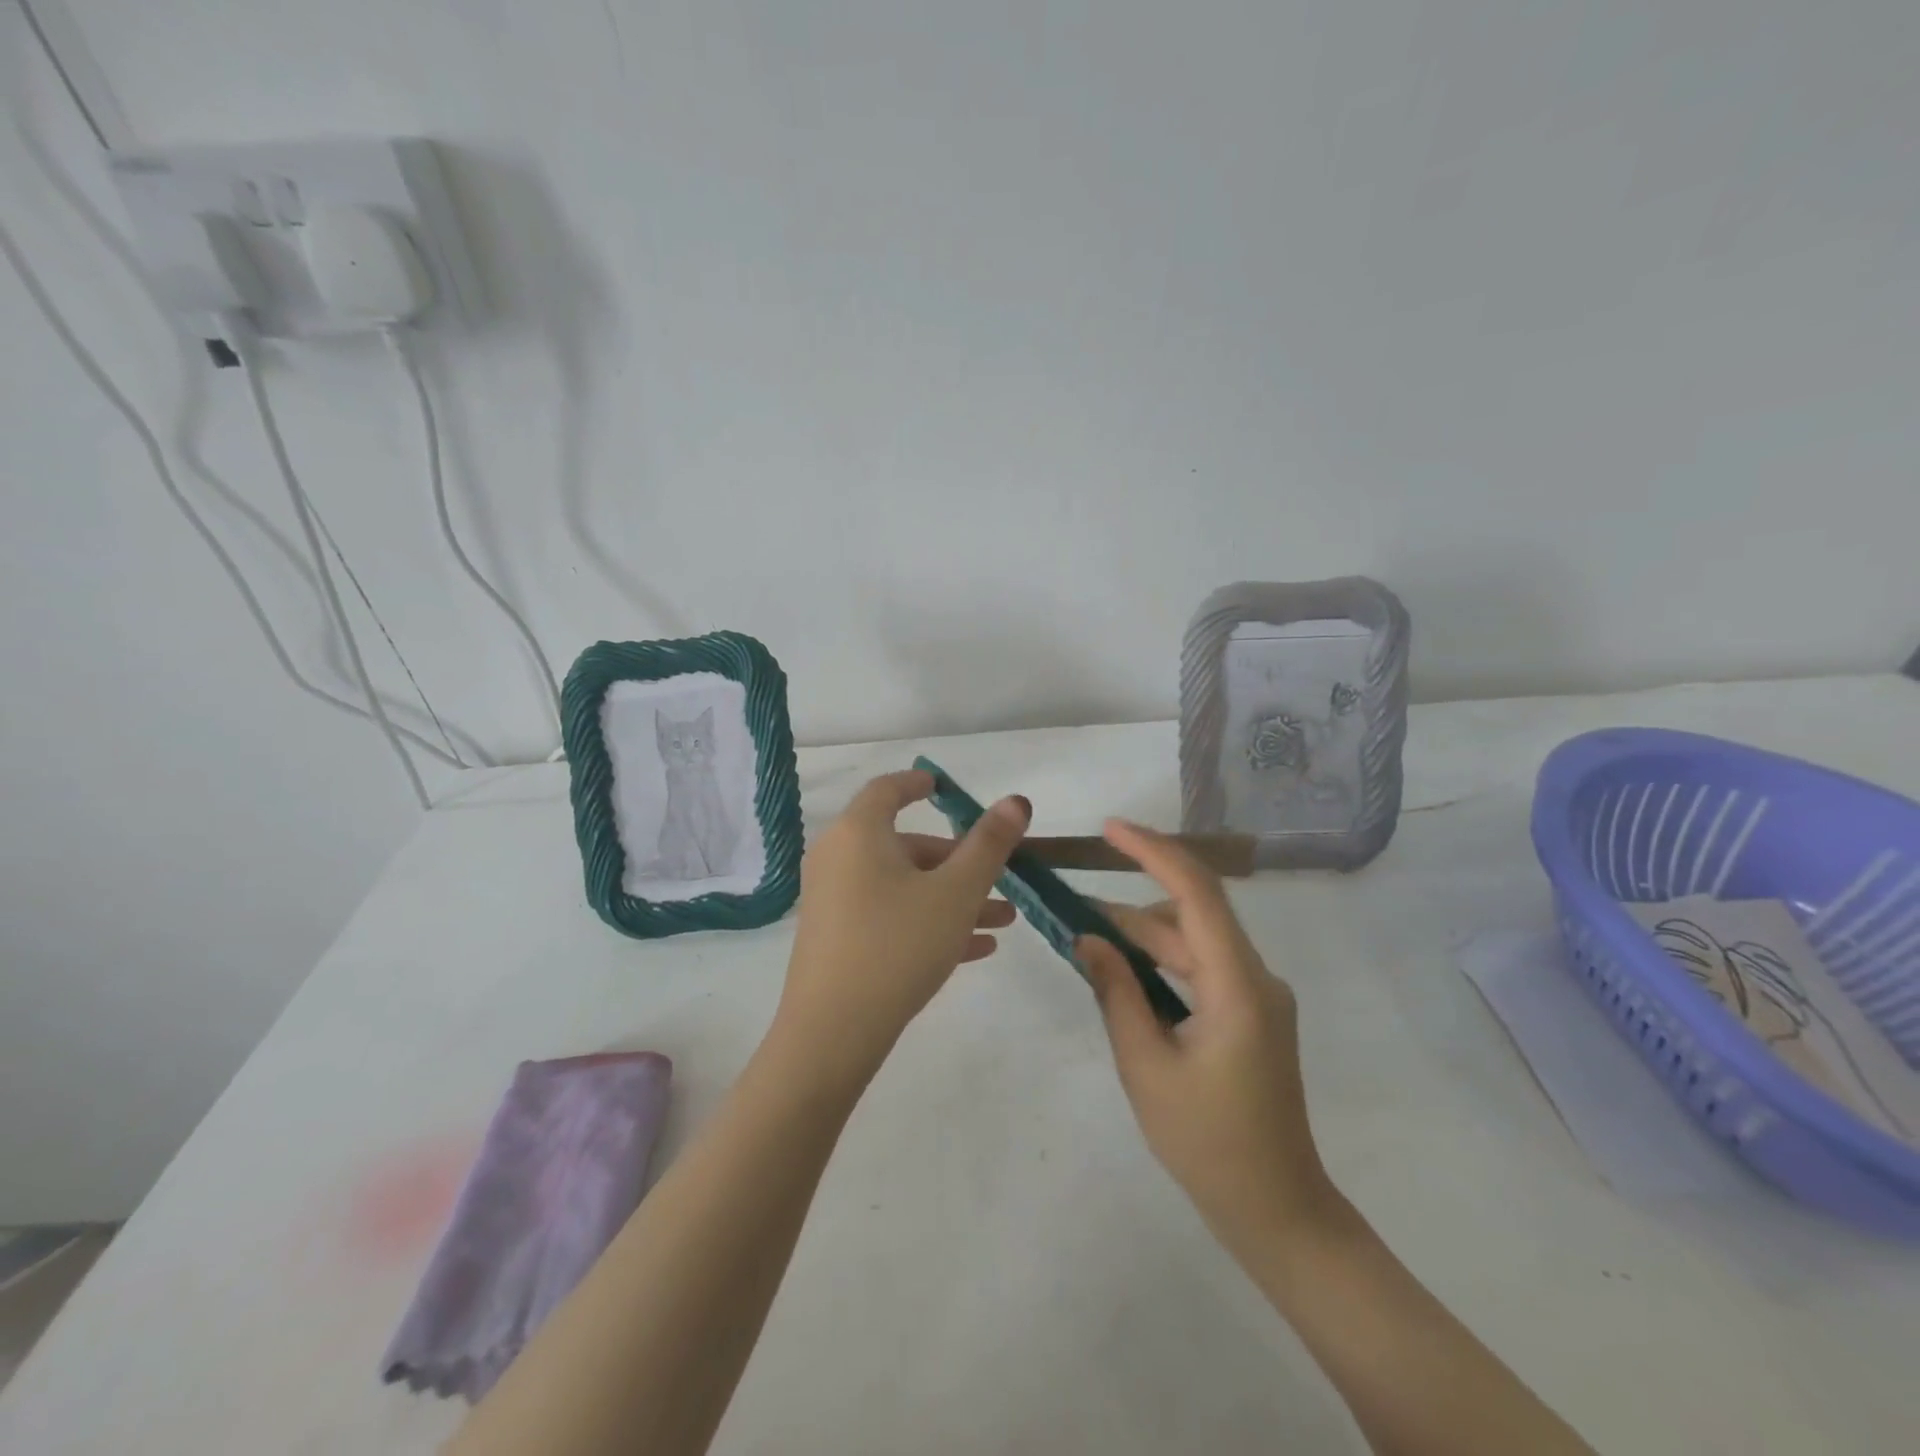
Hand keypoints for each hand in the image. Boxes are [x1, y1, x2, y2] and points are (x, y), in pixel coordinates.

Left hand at [776, 769, 1028, 1078]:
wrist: (833, 1033)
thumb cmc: (899, 944)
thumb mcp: (956, 893)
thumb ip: (989, 845)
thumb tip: (1015, 801)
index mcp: (859, 832)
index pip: (888, 789)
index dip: (918, 783)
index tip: (942, 787)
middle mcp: (838, 858)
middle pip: (904, 845)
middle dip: (958, 860)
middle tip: (1000, 878)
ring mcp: (833, 900)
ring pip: (903, 886)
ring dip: (952, 897)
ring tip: (1004, 921)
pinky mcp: (835, 938)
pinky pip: (888, 916)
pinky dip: (926, 921)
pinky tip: (974, 950)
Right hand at [1078, 819, 1336, 1252]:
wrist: (1276, 1211)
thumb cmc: (1207, 1144)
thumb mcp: (1145, 1066)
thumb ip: (1116, 993)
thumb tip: (1088, 938)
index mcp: (1238, 987)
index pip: (1197, 893)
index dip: (1153, 851)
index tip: (1109, 829)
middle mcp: (1255, 977)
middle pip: (1191, 915)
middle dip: (1129, 903)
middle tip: (1070, 900)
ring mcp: (1256, 995)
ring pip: (1193, 941)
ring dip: (1141, 935)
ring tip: (1085, 938)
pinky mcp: (1250, 1013)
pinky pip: (1200, 967)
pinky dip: (1160, 962)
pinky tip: (1122, 971)